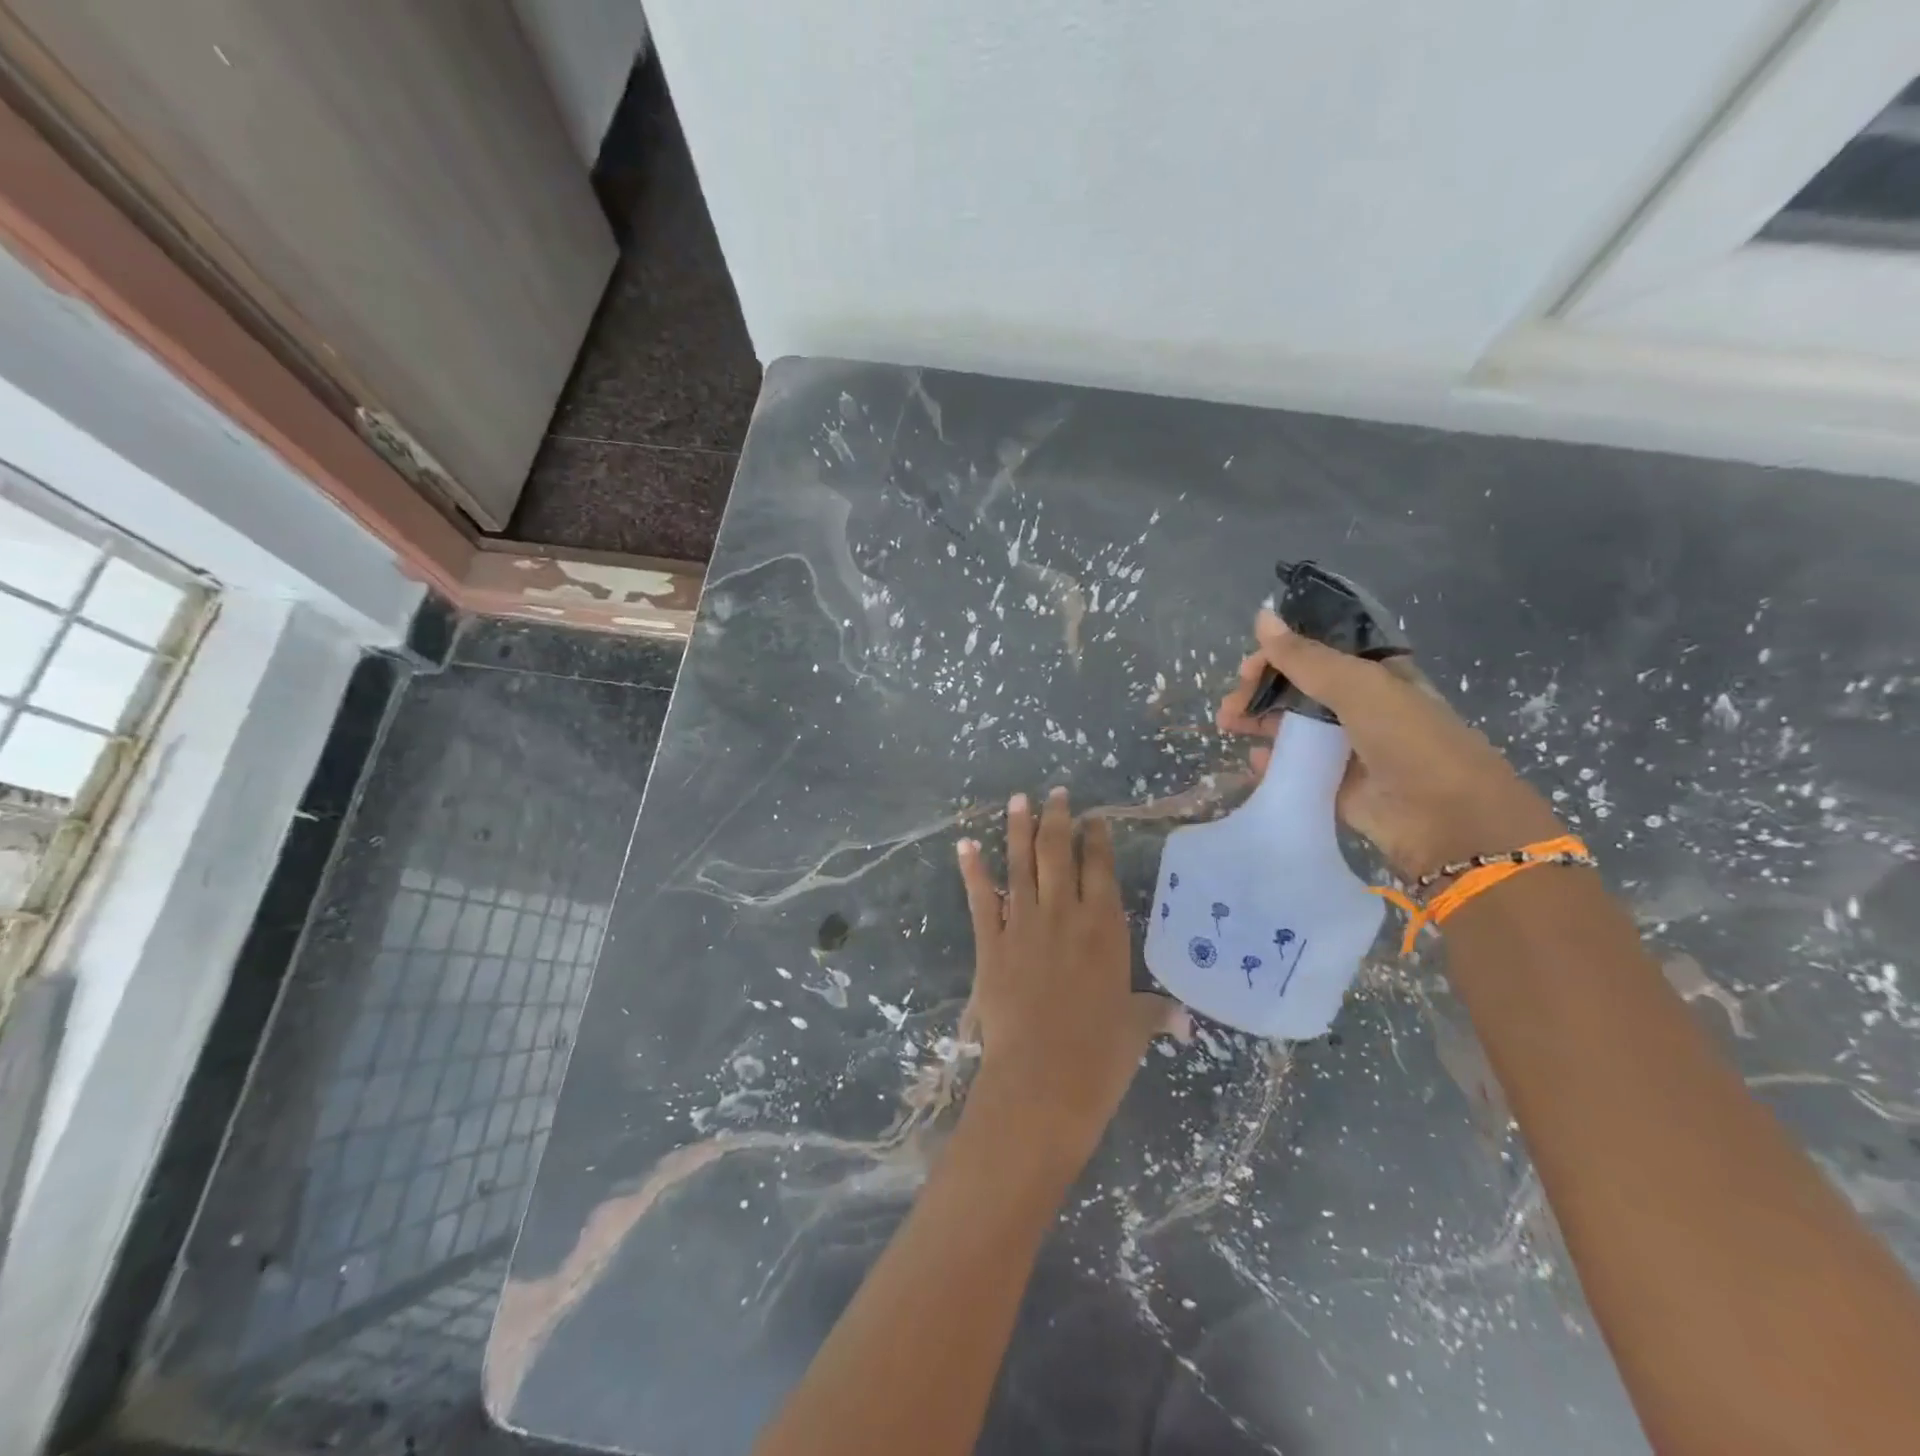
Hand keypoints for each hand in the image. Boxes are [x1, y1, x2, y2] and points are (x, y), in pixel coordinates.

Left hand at [956, 789, 1170, 1165]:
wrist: (1043, 1081)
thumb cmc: (1099, 1056)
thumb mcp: (1135, 1029)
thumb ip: (1155, 1013)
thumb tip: (1185, 1021)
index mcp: (1104, 928)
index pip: (1100, 869)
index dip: (1096, 839)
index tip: (1093, 817)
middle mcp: (1064, 915)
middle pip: (1058, 853)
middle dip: (1057, 819)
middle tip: (1055, 794)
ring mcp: (1023, 925)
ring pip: (1020, 865)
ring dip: (1018, 830)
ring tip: (1018, 800)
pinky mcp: (990, 943)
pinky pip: (981, 898)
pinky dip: (972, 870)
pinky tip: (965, 844)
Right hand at [1217, 609, 1563, 880]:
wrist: (1447, 820)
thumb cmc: (1409, 740)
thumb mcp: (1357, 686)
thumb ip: (1305, 656)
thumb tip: (1261, 616)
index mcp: (1376, 675)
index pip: (1319, 654)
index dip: (1280, 655)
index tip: (1248, 668)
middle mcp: (1362, 708)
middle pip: (1300, 690)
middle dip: (1261, 692)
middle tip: (1231, 705)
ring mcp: (1350, 749)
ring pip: (1294, 728)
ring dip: (1259, 723)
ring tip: (1229, 727)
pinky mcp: (1337, 786)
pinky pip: (1297, 768)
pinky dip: (1273, 763)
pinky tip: (1255, 761)